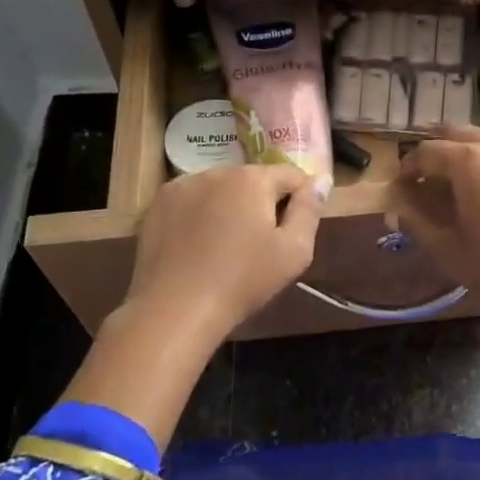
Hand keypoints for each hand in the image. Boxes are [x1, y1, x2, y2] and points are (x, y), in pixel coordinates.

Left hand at [127, 163, 323, 343]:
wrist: (175, 309)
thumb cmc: (243, 281)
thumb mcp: (294, 251)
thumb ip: (310, 210)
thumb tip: (321, 179)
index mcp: (252, 179)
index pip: (291, 175)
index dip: (301, 199)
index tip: (295, 230)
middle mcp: (216, 171)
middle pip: (253, 181)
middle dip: (262, 203)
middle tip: (261, 243)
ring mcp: (182, 185)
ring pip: (220, 189)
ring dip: (230, 207)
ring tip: (226, 246)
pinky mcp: (158, 205)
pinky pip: (192, 201)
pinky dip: (200, 215)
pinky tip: (199, 246)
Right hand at [391, 127, 479, 441]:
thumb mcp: (449, 250)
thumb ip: (418, 223)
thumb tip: (399, 207)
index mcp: (469, 161)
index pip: (426, 151)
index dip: (408, 167)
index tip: (401, 185)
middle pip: (457, 134)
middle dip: (436, 150)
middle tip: (425, 177)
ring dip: (465, 154)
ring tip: (458, 184)